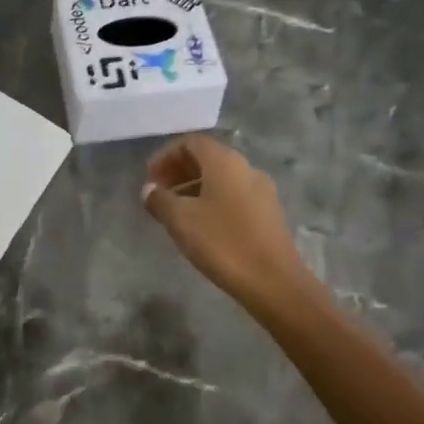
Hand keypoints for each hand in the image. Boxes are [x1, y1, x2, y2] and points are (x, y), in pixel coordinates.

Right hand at [142, 135, 319, 315]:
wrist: (274, 281)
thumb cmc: (223, 243)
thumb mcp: (181, 220)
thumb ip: (160, 200)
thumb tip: (149, 189)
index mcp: (225, 162)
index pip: (191, 142)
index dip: (166, 155)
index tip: (150, 178)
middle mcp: (246, 168)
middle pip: (208, 158)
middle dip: (180, 171)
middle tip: (159, 193)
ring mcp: (262, 191)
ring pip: (222, 178)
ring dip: (195, 187)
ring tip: (176, 211)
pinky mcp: (269, 213)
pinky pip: (235, 195)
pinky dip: (213, 200)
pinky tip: (203, 226)